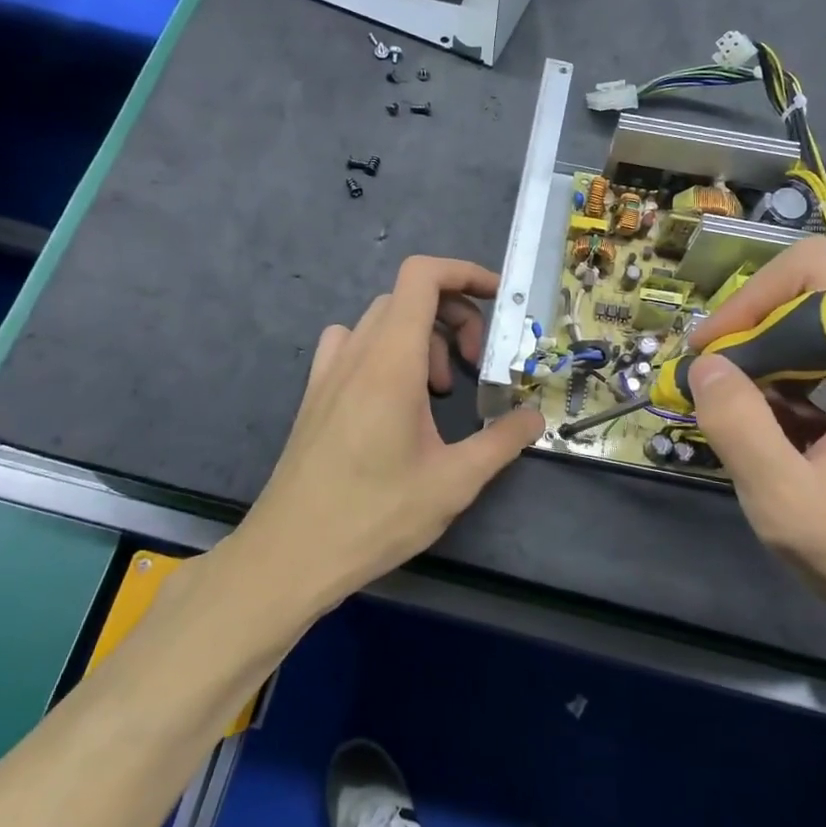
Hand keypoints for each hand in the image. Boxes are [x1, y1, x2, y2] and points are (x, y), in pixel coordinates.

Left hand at [238, 256, 543, 606]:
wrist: (291, 553)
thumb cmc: (375, 515)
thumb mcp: (454, 482)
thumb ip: (502, 441)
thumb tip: (534, 418)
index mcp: (391, 362)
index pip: (422, 277)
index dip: (464, 273)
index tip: (499, 302)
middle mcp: (356, 354)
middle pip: (408, 297)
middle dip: (454, 317)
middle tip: (475, 367)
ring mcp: (329, 372)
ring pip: (380, 320)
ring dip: (421, 336)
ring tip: (440, 389)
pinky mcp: (315, 395)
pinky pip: (350, 345)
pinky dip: (383, 350)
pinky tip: (393, 396)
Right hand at [686, 238, 825, 642]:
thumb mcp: (782, 501)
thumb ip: (737, 425)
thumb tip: (703, 364)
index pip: (817, 272)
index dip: (752, 300)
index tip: (713, 352)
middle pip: (815, 292)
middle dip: (753, 332)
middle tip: (713, 384)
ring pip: (818, 320)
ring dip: (768, 357)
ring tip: (739, 410)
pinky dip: (790, 376)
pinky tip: (774, 424)